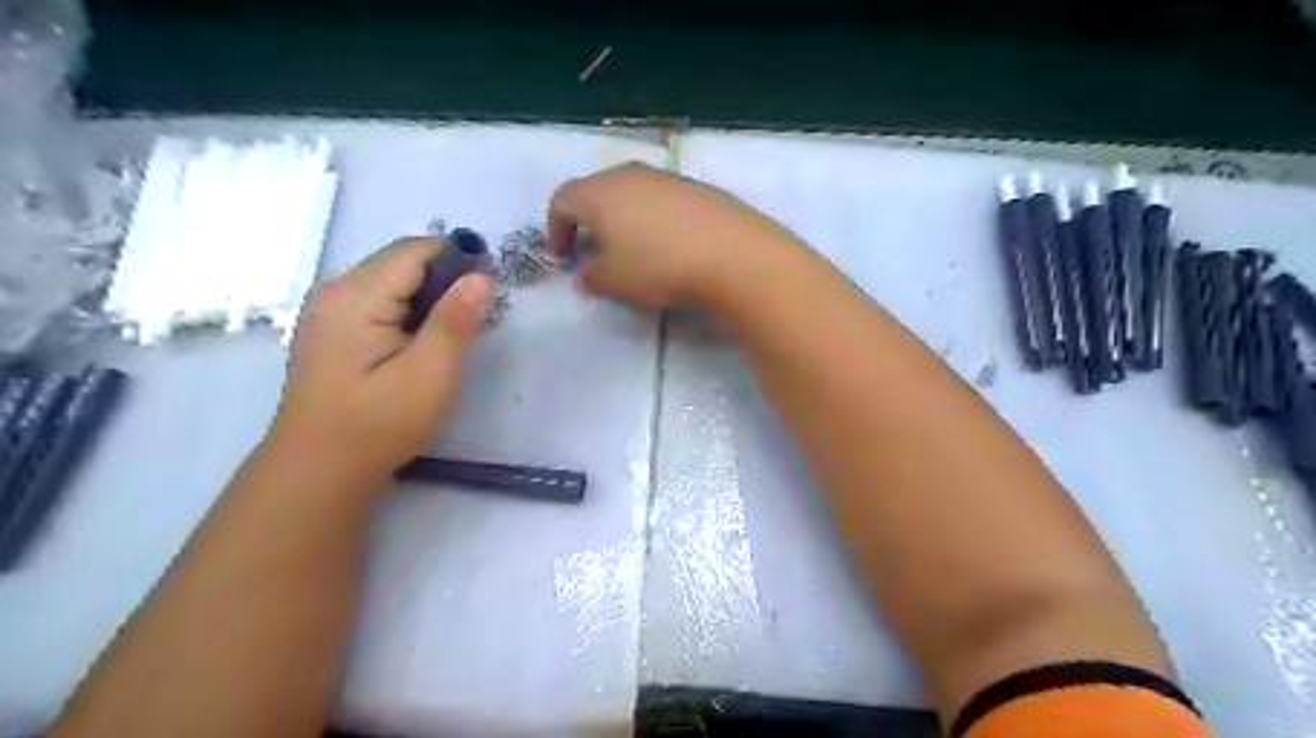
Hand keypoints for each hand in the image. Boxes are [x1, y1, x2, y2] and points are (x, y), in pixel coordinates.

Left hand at [271, 235, 494, 483]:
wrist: (319, 471)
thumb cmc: (380, 424)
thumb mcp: (430, 373)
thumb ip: (455, 320)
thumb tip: (480, 275)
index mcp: (356, 295)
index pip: (415, 250)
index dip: (458, 259)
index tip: (491, 288)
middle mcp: (335, 291)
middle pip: (401, 262)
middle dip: (444, 280)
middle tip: (475, 319)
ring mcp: (328, 310)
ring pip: (391, 282)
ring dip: (428, 298)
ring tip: (451, 334)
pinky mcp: (331, 331)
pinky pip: (378, 302)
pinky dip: (408, 312)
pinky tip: (421, 344)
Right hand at [547, 161, 796, 307]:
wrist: (731, 253)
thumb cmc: (659, 266)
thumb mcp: (613, 282)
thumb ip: (590, 277)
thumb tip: (587, 272)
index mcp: (599, 193)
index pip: (562, 200)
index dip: (556, 228)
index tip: (562, 255)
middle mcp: (629, 175)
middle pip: (596, 190)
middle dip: (589, 220)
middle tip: (593, 249)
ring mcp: (666, 177)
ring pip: (631, 192)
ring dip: (622, 218)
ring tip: (631, 248)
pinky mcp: (697, 187)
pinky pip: (661, 199)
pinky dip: (653, 217)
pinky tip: (668, 243)